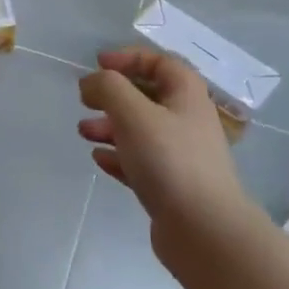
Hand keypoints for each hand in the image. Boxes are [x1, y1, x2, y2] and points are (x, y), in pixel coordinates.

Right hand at [77, 48, 255, 274]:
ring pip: (141, 130)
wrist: (204, 231)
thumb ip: (108, 88)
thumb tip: (91, 82)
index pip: (159, 62)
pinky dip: (118, 156)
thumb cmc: (169, 160)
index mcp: (186, 95)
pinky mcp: (171, 186)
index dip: (129, 57)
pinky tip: (99, 159)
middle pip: (148, 96)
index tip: (98, 64)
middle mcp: (187, 121)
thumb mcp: (133, 112)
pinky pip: (140, 162)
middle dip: (113, 95)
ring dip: (110, 126)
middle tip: (85, 100)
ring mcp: (181, 156)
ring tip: (83, 132)